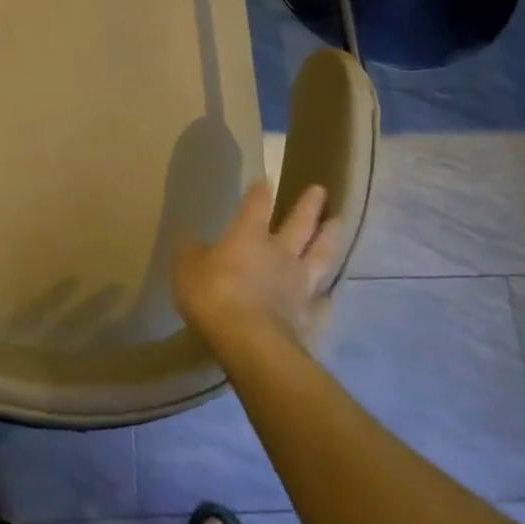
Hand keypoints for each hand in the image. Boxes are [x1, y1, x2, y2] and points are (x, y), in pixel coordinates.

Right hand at [172, 182, 340, 352]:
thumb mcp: (187, 270)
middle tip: (320, 189)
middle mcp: (280, 253)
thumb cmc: (214, 297)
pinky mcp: (311, 316)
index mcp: (248, 236)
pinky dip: (326, 297)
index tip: (265, 180)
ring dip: (329, 237)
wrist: (251, 342)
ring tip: (337, 223)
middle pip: (299, 223)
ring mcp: (300, 284)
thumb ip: (192, 254)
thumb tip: (193, 241)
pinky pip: (322, 303)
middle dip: (308, 205)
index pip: (256, 205)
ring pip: (320, 255)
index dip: (259, 192)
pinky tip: (329, 296)